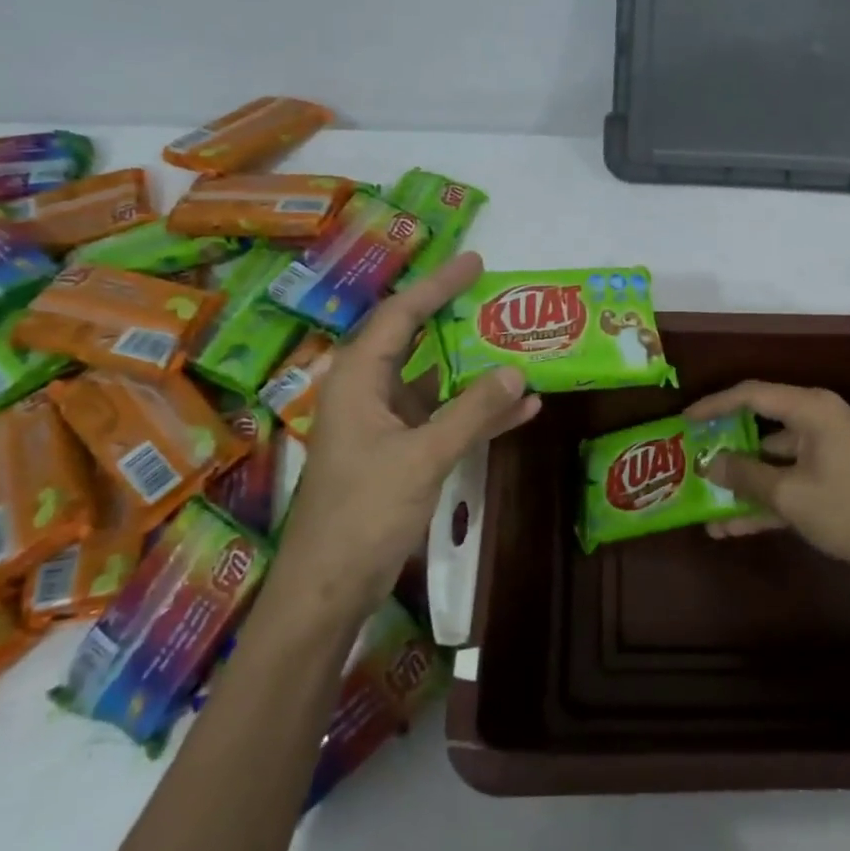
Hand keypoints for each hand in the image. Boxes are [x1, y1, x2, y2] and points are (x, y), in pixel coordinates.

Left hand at [268, 252, 538, 621]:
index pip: (400, 316)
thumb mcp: (423, 457)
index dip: (437, 286)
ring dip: (475, 370)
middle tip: (498, 299)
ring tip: (520, 346)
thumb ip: (471, 413)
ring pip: (435, 382)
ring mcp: (386, 425)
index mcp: (359, 380)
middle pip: (415, 341)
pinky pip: (444, 420)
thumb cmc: (364, 513)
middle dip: (456, 319)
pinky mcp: (401, 453)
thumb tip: (516, 370)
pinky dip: (478, 413)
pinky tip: (520, 408)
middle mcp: (369, 393)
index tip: (474, 262)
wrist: (329, 588)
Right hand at [686, 381, 849, 596]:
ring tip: (704, 503)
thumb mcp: (791, 494)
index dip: (714, 405)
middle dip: (726, 448)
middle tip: (691, 461)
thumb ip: (746, 475)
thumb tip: (711, 462)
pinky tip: (733, 527)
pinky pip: (794, 485)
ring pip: (776, 462)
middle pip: (763, 427)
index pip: (752, 394)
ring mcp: (833, 456)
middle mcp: (822, 423)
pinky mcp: (841, 486)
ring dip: (744, 485)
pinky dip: (768, 502)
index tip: (684, 420)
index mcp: (812, 409)